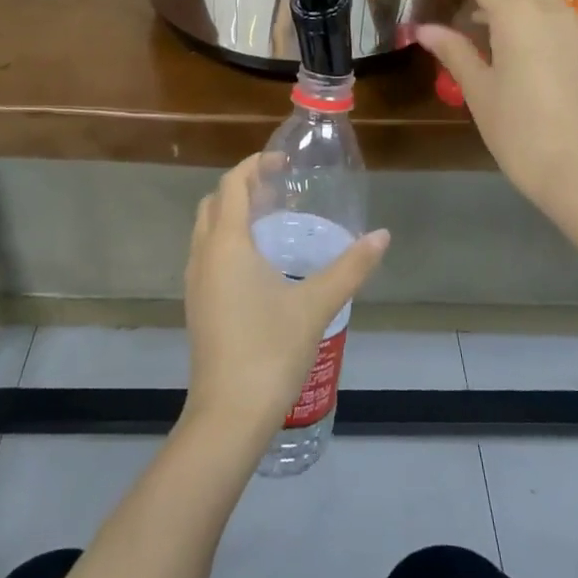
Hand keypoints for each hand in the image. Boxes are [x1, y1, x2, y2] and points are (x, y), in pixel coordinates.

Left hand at [182, 155, 390, 441]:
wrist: (228, 416)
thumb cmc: (270, 351)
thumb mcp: (316, 305)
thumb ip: (350, 267)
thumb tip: (382, 235)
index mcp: (226, 244)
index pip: (232, 184)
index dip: (254, 165)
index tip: (283, 161)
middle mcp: (203, 255)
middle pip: (214, 202)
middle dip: (242, 186)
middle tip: (278, 187)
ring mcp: (195, 281)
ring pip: (206, 229)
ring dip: (232, 213)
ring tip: (270, 218)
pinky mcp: (197, 304)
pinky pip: (207, 253)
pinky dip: (227, 239)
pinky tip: (258, 261)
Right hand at [415, 0, 577, 227]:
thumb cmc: (523, 133)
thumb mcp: (480, 92)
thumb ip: (454, 53)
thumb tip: (425, 30)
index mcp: (520, 16)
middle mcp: (550, 11)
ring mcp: (572, 29)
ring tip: (474, 13)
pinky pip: (549, 9)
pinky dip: (524, 7)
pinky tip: (503, 36)